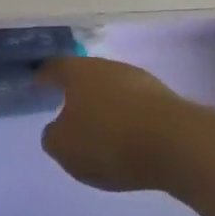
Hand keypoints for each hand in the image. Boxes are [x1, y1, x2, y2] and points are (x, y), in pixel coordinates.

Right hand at [37, 56, 187, 192]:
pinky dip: (128, 118)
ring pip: (112, 89)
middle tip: (68, 110)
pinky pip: (136, 106)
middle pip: (85, 75)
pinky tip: (128, 138)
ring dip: (105, 105)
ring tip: (100, 128)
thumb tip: (57, 129)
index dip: (43, 78)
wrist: (178, 144)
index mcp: (76, 72)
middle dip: (76, 92)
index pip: (52, 69)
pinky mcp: (165, 98)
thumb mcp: (64, 148)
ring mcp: (139, 80)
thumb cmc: (109, 141)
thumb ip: (52, 137)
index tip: (37, 87)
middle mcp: (106, 66)